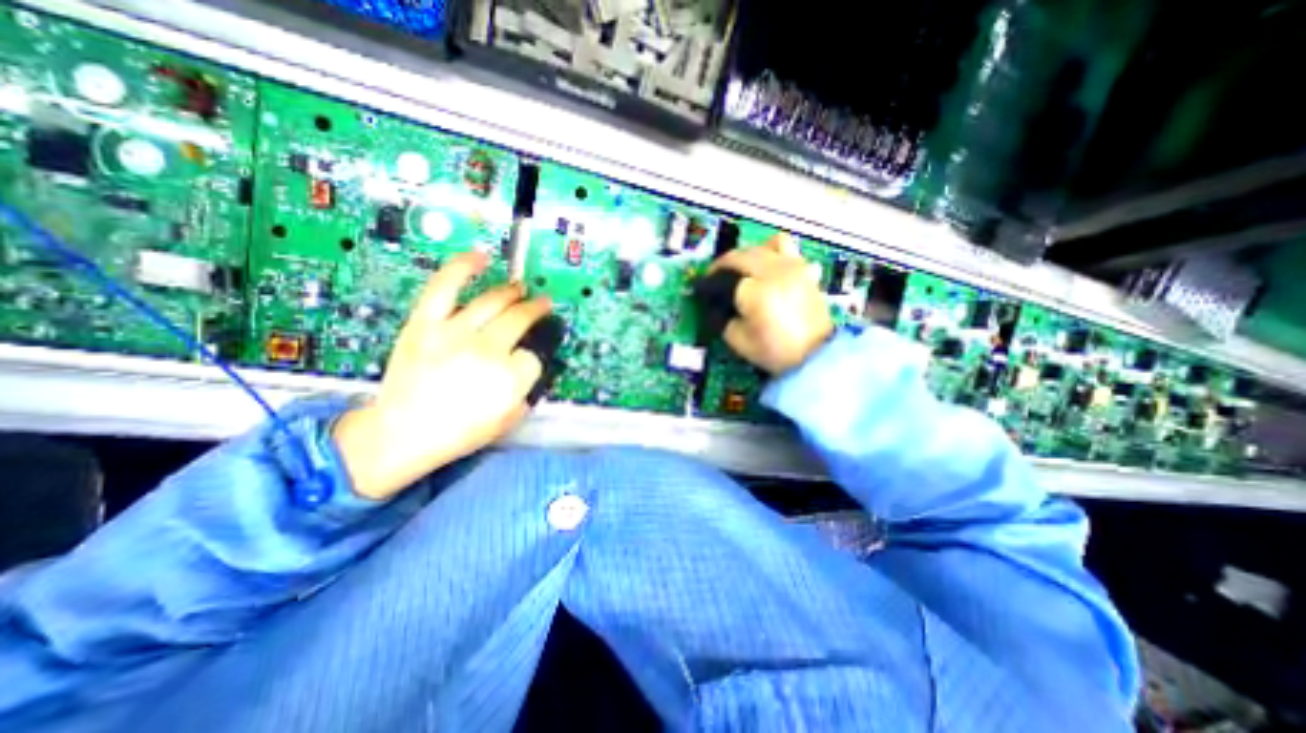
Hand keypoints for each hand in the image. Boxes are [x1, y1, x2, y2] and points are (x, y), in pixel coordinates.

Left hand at [332, 253, 550, 503]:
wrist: (401, 433)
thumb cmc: (459, 433)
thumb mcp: (508, 421)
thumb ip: (526, 391)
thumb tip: (529, 365)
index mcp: (509, 378)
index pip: (533, 356)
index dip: (531, 358)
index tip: (524, 361)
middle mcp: (487, 350)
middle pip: (520, 319)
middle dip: (536, 310)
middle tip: (543, 304)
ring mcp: (454, 332)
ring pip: (493, 301)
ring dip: (513, 292)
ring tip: (521, 289)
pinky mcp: (425, 323)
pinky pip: (445, 287)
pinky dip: (463, 268)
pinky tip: (481, 257)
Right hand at [712, 235, 829, 374]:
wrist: (815, 356)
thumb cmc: (775, 352)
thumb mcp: (738, 341)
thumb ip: (721, 319)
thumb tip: (714, 304)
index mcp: (754, 291)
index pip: (722, 278)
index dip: (707, 284)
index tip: (700, 289)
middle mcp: (773, 271)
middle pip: (739, 256)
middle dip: (722, 266)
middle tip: (715, 278)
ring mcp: (792, 267)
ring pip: (761, 246)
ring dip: (746, 254)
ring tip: (742, 268)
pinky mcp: (804, 269)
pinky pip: (785, 248)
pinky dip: (772, 252)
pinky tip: (769, 267)